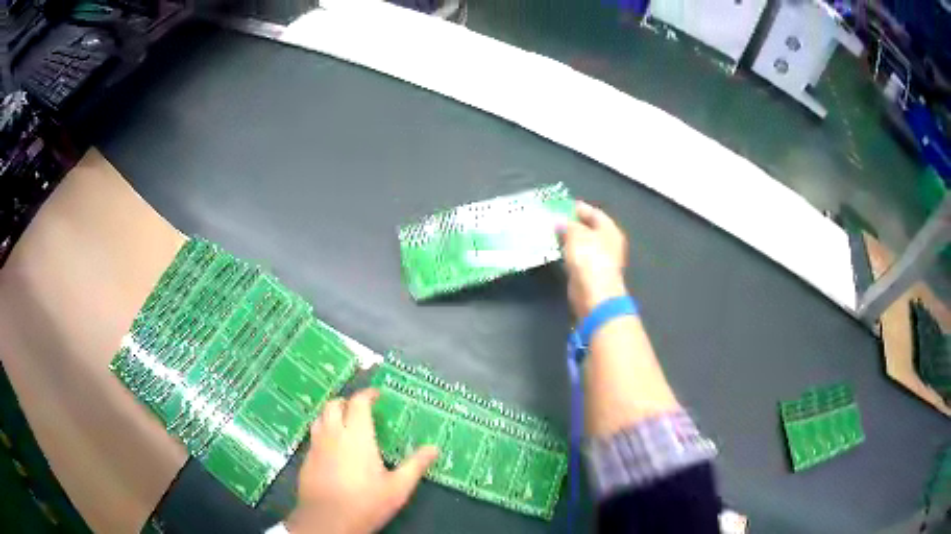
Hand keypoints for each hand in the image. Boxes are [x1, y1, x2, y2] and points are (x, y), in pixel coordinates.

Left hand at [287, 389, 438, 533]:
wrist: (327, 521)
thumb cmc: (365, 503)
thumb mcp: (397, 488)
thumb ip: (415, 465)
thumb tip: (434, 448)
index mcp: (357, 436)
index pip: (358, 403)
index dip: (367, 394)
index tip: (377, 395)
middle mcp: (333, 434)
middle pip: (333, 405)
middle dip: (346, 402)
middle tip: (360, 410)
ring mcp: (316, 446)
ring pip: (319, 418)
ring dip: (332, 415)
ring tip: (345, 425)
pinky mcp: (306, 459)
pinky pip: (313, 436)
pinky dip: (323, 433)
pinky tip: (332, 449)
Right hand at [559, 201, 628, 317]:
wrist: (594, 295)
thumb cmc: (590, 260)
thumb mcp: (576, 235)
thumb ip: (567, 225)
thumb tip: (559, 221)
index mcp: (609, 230)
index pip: (594, 213)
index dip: (578, 208)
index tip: (560, 205)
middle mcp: (607, 243)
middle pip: (588, 228)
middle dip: (571, 224)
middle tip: (552, 218)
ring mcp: (599, 259)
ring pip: (581, 243)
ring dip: (568, 239)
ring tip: (550, 233)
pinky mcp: (589, 273)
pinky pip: (577, 257)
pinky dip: (567, 253)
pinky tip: (555, 250)